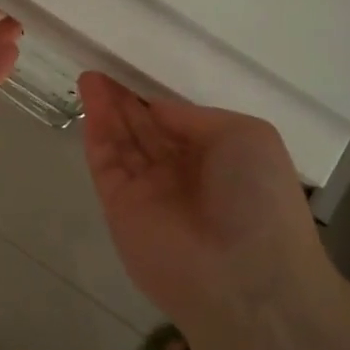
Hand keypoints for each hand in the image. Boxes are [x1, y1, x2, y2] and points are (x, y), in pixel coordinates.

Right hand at [78, 72, 321, 326]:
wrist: (244, 278)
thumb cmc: (259, 198)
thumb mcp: (246, 136)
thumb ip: (195, 118)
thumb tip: (157, 110)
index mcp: (218, 158)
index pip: (177, 122)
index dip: (155, 98)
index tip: (134, 71)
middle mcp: (182, 174)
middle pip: (145, 130)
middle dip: (125, 101)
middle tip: (102, 71)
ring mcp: (149, 192)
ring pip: (122, 142)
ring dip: (106, 109)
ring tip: (90, 77)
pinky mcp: (120, 208)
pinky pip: (105, 162)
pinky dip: (97, 133)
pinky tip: (90, 103)